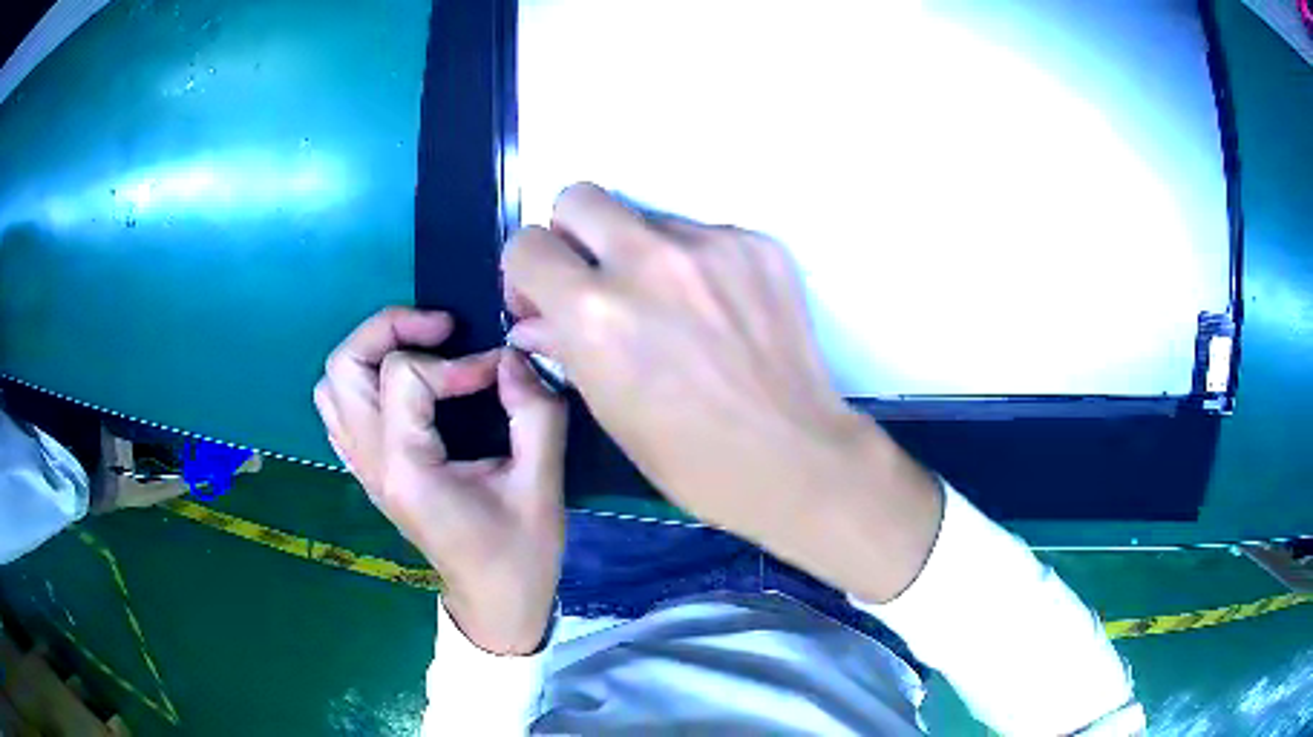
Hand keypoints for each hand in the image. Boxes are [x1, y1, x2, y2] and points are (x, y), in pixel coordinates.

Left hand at [314, 308, 566, 653]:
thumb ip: (535, 414)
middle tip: (441, 329)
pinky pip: (339, 409)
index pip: (403, 376)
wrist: (495, 602)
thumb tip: (514, 356)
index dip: (456, 361)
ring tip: (421, 351)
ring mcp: (363, 468)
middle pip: (344, 366)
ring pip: (332, 384)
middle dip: (391, 329)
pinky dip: (364, 381)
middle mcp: (371, 463)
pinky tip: (404, 387)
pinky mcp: (368, 471)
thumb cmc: (520, 553)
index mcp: (407, 469)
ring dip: (372, 352)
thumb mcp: (542, 485)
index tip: (499, 374)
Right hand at [503, 184, 942, 601]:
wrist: (792, 456)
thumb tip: (533, 320)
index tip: (546, 297)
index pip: (526, 245)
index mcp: (594, 310)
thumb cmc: (688, 457)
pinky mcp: (758, 244)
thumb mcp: (607, 408)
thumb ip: (562, 346)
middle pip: (578, 197)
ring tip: (676, 306)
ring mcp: (710, 244)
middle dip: (574, 233)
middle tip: (598, 277)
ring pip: (647, 217)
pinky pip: (704, 234)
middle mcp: (646, 259)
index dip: (528, 271)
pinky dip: (698, 262)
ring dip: (643, 251)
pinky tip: (721, 310)